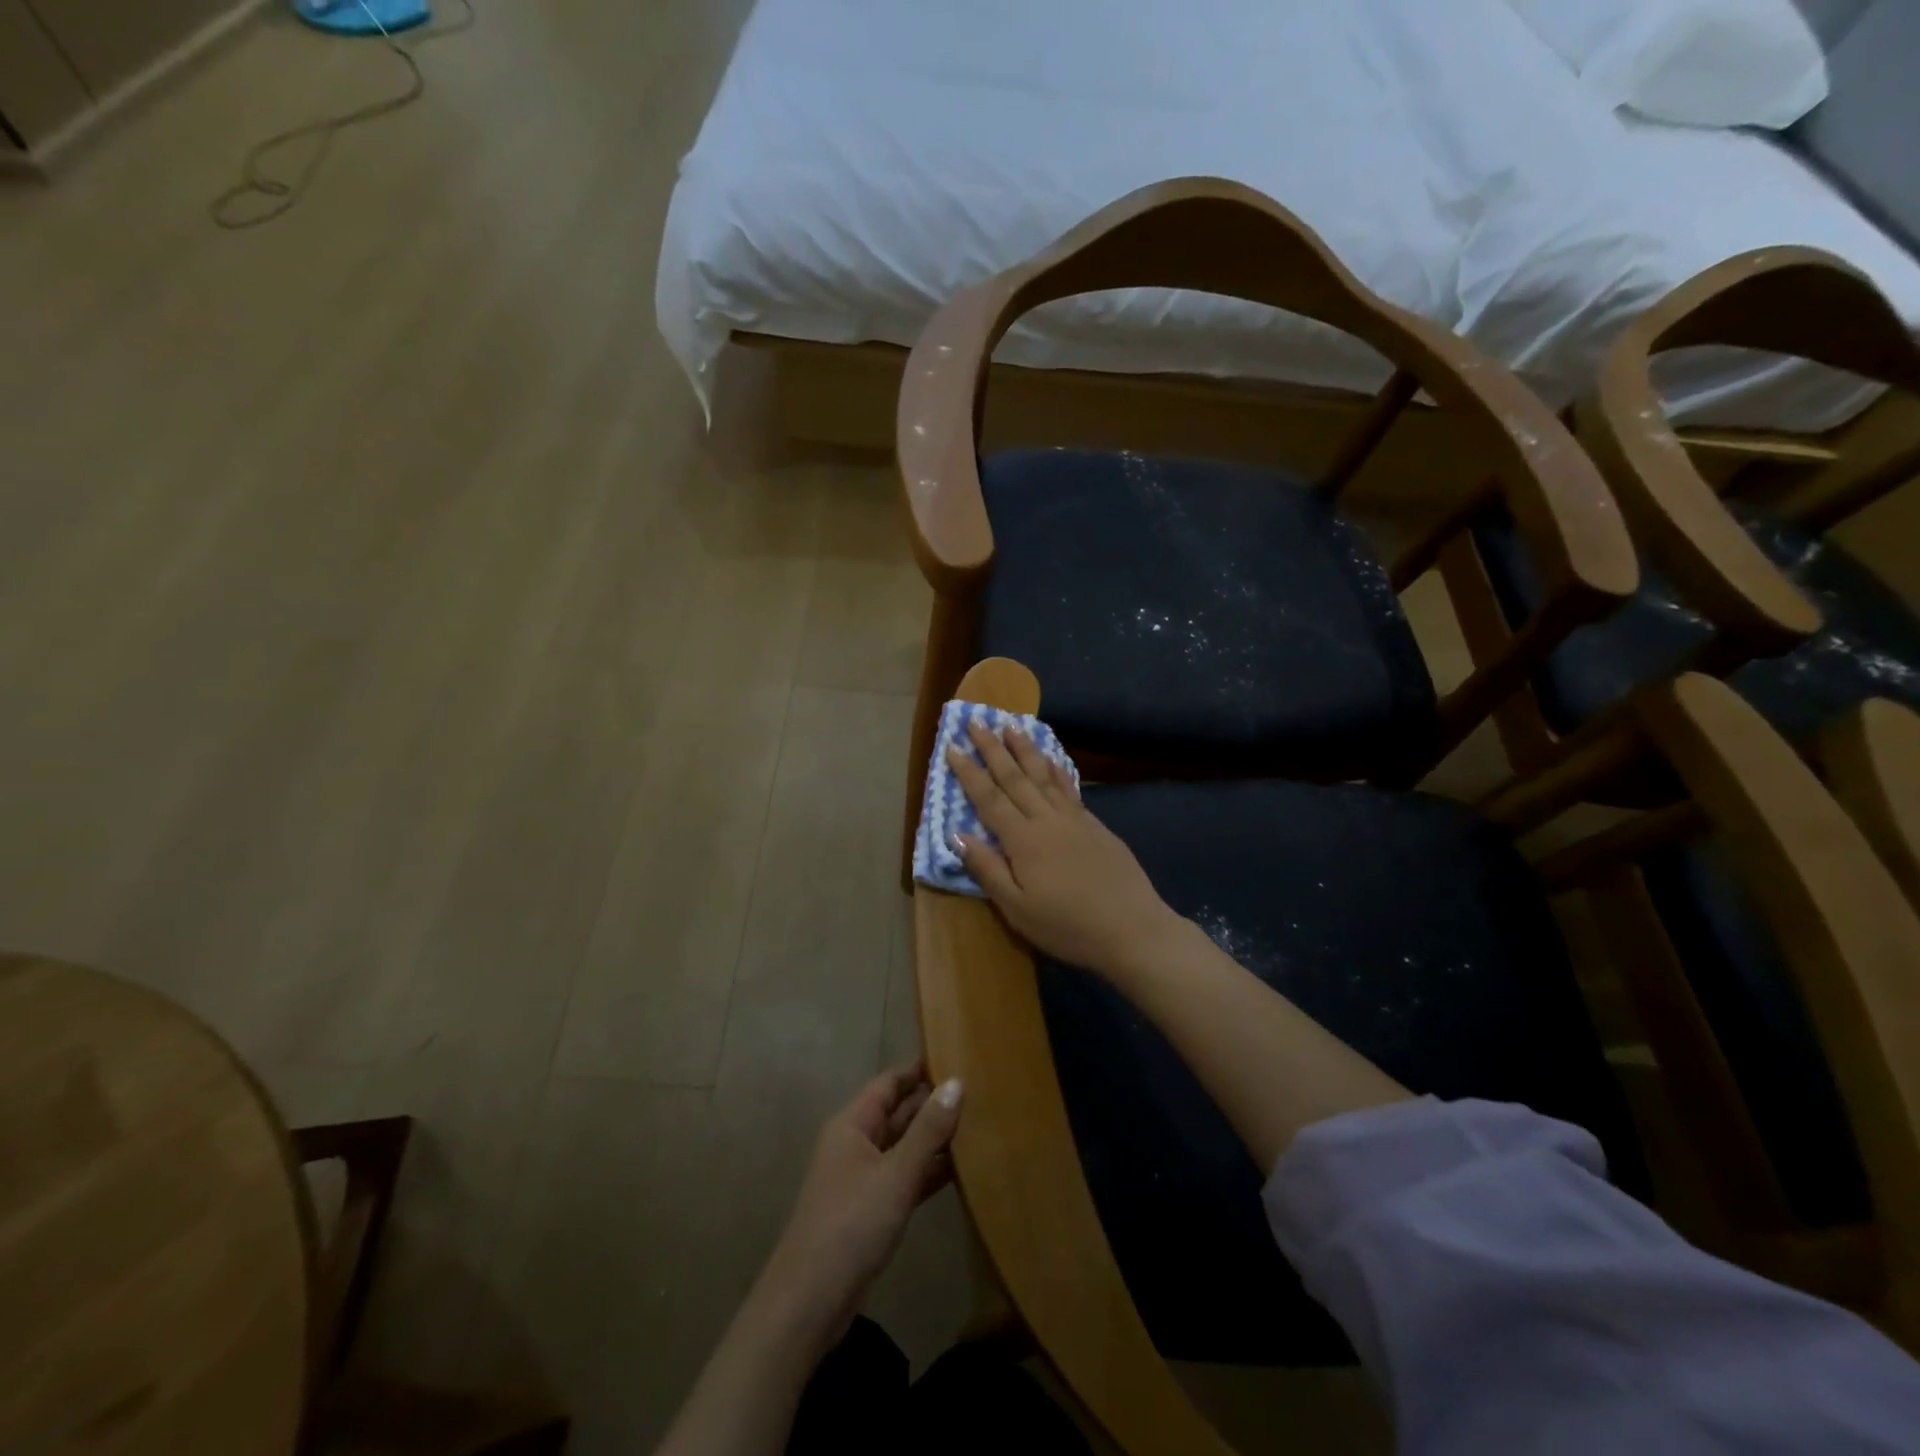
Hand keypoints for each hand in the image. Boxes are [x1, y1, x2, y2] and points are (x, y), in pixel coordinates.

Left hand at [755, 1061, 962, 1355]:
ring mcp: (862, 1178)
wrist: (808, 1304)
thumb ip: (928, 1131)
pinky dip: (928, 1171)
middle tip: (978, 1091)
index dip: (919, 1069)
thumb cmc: (850, 1225)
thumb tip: (956, 1082)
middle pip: (897, 1113)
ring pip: (903, 1146)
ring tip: (978, 1124)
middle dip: (932, 1103)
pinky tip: (961, 1170)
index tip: (955, 1054)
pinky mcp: (870, 1210)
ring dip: (934, 1139)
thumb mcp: (895, 1175)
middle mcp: (855, 1143)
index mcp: (852, 1124)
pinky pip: (904, 1177)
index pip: (889, 1083)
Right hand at [947, 721, 1186, 979]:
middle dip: (993, 748)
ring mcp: (1074, 819)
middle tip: (977, 721)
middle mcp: (1046, 819)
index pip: (989, 798)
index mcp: (1023, 840)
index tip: (952, 747)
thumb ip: (988, 869)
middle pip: (1014, 777)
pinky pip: (1067, 786)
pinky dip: (1055, 768)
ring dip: (1025, 749)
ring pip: (1043, 775)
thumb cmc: (1068, 926)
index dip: (969, 772)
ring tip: (1011, 726)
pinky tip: (1051, 758)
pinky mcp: (1094, 824)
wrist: (1132, 928)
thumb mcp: (1017, 909)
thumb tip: (958, 835)